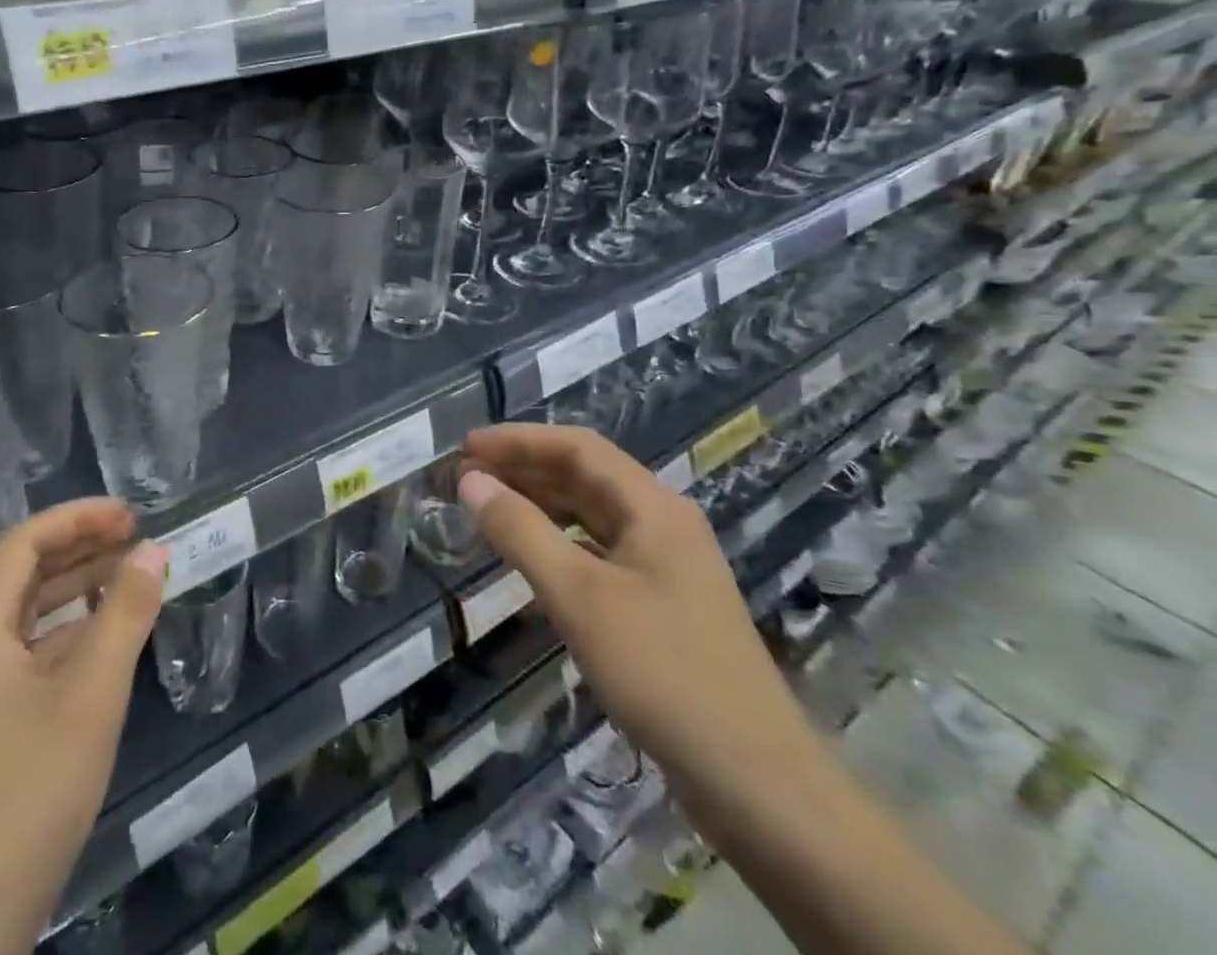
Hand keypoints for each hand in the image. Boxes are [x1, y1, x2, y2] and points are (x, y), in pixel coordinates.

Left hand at [0, 500, 166, 954]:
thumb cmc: (25, 797)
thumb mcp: (89, 699)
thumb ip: (124, 616)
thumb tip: (154, 549)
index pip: (23, 543)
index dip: (78, 518)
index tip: (131, 516)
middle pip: (23, 575)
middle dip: (81, 549)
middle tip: (139, 540)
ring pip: (26, 618)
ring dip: (77, 591)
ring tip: (131, 578)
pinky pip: (26, 657)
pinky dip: (68, 636)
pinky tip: (105, 642)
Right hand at [455, 424, 823, 814]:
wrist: (757, 783)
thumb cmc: (662, 672)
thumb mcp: (578, 596)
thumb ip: (520, 531)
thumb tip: (470, 480)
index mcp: (652, 506)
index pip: (576, 447)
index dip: (518, 440)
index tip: (466, 447)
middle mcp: (662, 523)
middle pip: (585, 476)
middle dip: (524, 469)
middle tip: (467, 477)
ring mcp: (666, 565)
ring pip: (592, 515)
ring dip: (539, 504)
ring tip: (489, 508)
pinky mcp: (662, 604)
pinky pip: (599, 551)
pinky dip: (559, 543)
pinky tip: (532, 558)